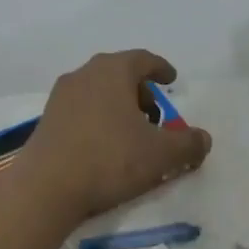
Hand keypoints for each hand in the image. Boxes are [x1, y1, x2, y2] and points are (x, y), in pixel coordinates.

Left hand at [9, 50, 211, 223]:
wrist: (45, 188)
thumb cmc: (109, 160)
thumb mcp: (161, 154)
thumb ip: (188, 144)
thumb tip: (203, 139)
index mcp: (112, 71)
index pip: (143, 59)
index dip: (161, 68)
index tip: (172, 79)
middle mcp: (83, 75)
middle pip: (118, 74)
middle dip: (140, 91)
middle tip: (155, 114)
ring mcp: (60, 97)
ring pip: (98, 92)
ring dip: (118, 107)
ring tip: (132, 133)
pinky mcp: (46, 121)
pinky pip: (81, 111)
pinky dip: (98, 120)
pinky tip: (105, 146)